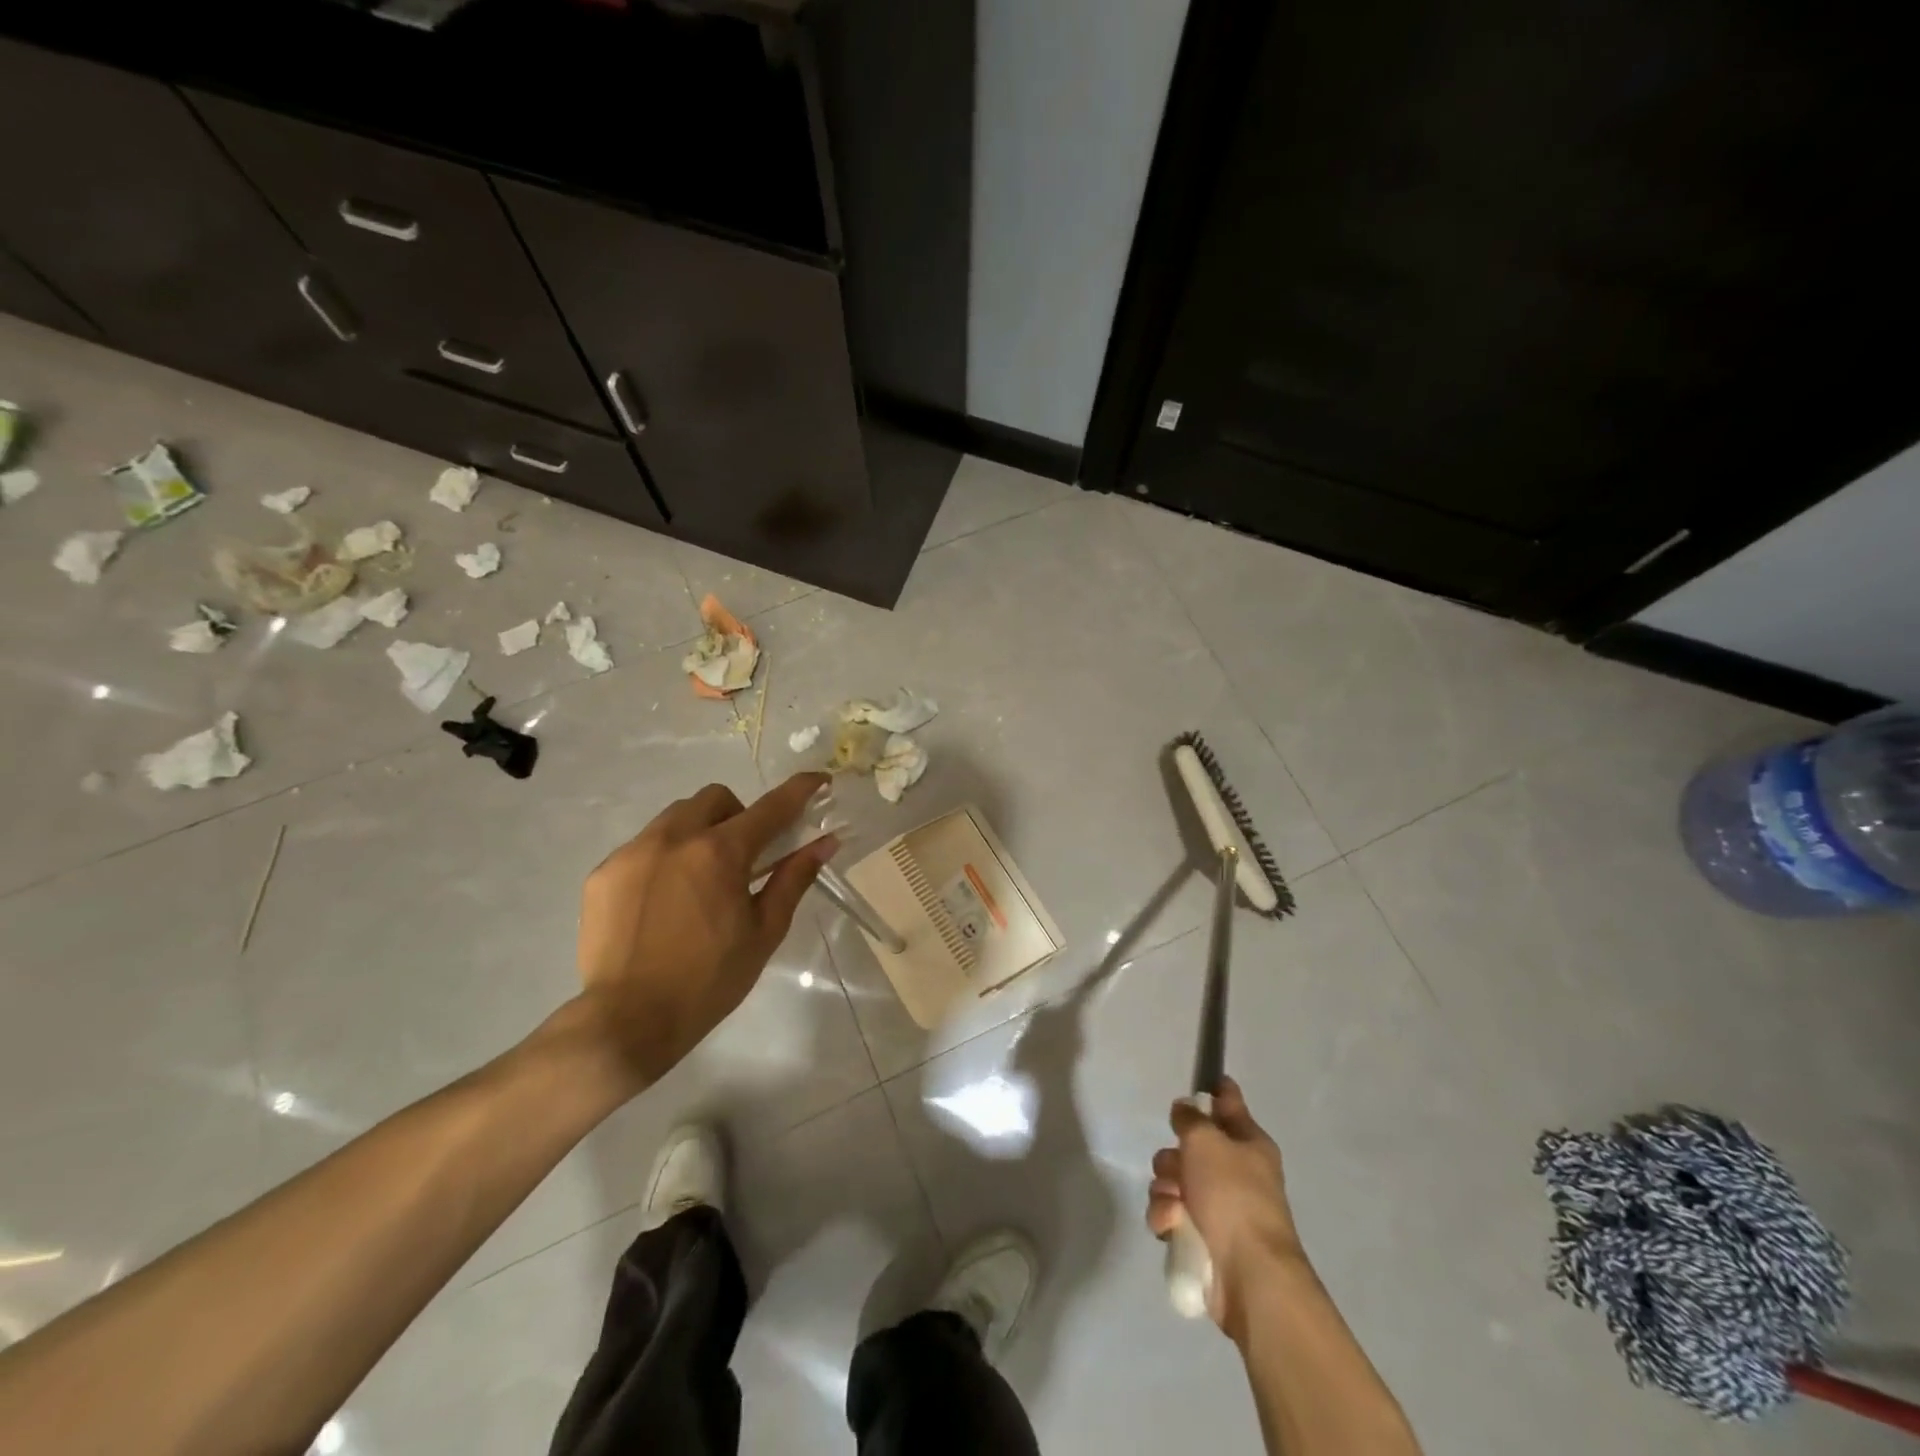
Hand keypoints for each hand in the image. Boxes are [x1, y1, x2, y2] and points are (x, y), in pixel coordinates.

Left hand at [573, 773, 838, 1089]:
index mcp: (720, 852)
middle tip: (745, 856)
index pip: (771, 807)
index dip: (800, 790)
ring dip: (699, 831)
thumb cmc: (709, 981)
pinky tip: (663, 901)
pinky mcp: (603, 873)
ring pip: (675, 817)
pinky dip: (664, 858)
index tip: (818, 781)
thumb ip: (793, 879)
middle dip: (739, 814)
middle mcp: (674, 838)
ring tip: (699, 879)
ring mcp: (633, 852)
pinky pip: (643, 846)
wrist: (627, 1021)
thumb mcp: (764, 932)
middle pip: (716, 798)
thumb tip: (825, 842)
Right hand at [1147, 1076, 1304, 1335]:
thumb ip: (1189, 1118)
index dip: (1215, 1092)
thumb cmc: (1233, 1196)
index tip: (1201, 1083)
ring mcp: (1219, 1207)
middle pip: (1190, 1147)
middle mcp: (1235, 1172)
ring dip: (1165, 1189)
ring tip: (1174, 1204)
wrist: (1249, 1276)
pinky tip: (1171, 1225)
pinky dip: (1166, 1218)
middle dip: (1173, 1156)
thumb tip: (1184, 1108)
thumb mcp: (1206, 1140)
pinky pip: (1170, 1214)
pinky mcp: (1202, 1239)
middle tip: (1176, 1167)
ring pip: (1174, 1181)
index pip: (1230, 1104)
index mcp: (1249, 1144)